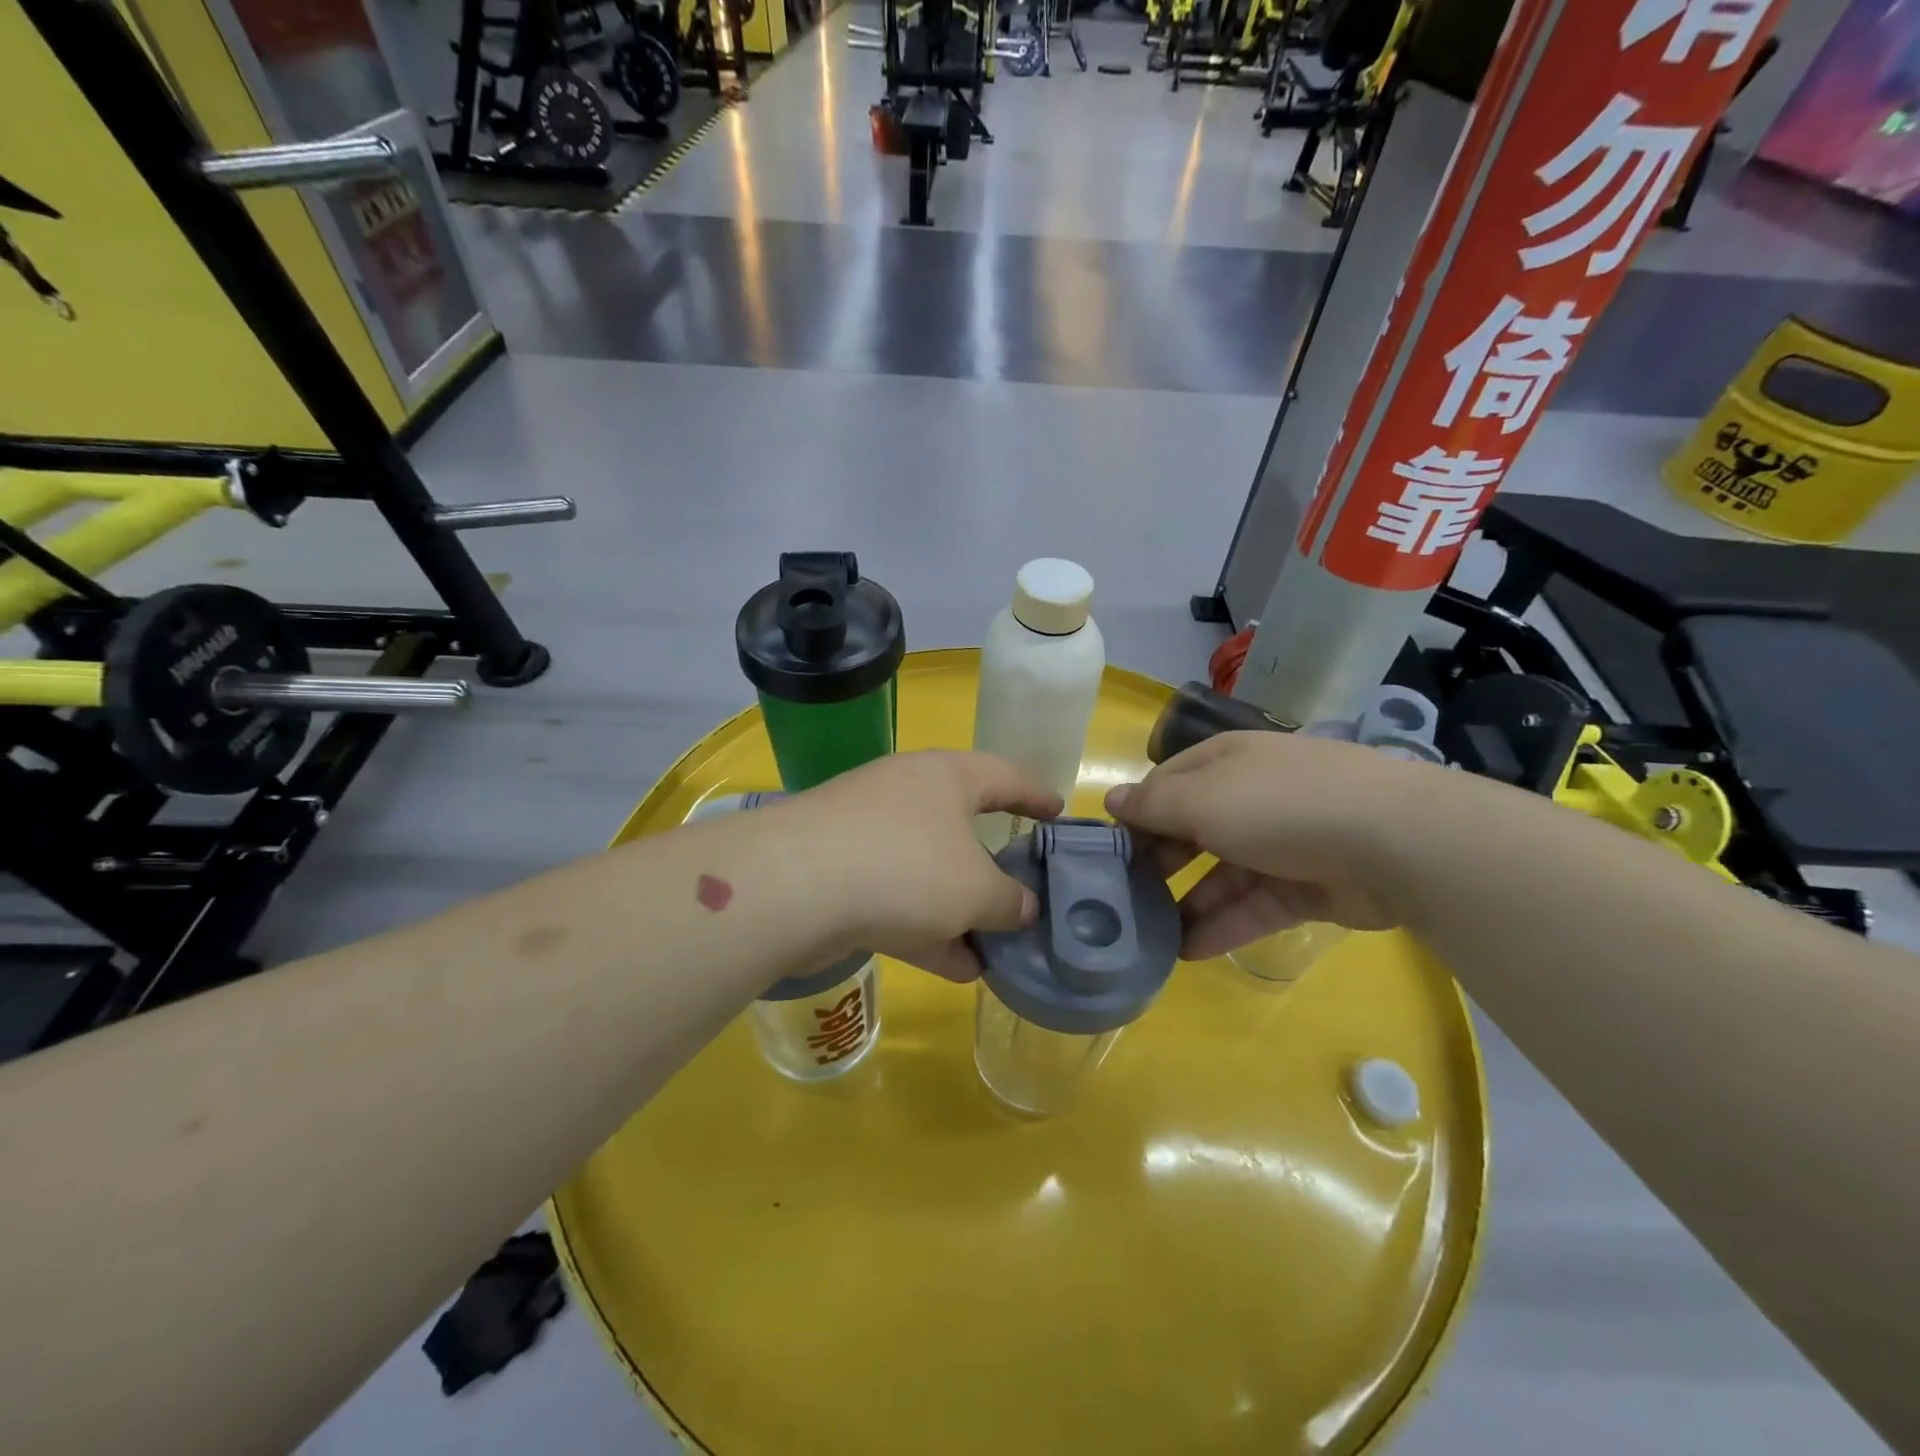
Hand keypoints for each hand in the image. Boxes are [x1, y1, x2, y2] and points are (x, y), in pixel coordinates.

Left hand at [786, 751, 1063, 981]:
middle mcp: (907, 794)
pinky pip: (897, 900)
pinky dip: (927, 930)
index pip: (1006, 776)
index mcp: (946, 776)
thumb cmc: (906, 866)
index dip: (1036, 795)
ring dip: (961, 912)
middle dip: (994, 867)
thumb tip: (1022, 907)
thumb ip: (1010, 900)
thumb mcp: (976, 889)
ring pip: (929, 872)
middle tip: (1025, 894)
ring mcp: (868, 833)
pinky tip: (956, 968)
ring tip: (996, 949)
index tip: (1058, 815)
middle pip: (963, 827)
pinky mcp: (839, 873)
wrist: (794, 887)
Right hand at [1105, 731, 1417, 960]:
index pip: (1167, 785)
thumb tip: (1112, 801)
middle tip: (1123, 899)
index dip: (1136, 815)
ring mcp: (1281, 843)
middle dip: (1158, 863)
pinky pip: (1252, 907)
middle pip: (1192, 830)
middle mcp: (1250, 796)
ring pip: (1221, 875)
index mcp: (1225, 762)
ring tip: (1149, 937)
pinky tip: (1187, 953)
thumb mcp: (1201, 800)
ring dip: (1186, 903)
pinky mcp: (1305, 888)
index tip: (1108, 851)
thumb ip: (1152, 805)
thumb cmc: (1278, 805)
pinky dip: (1221, 927)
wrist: (1393, 842)